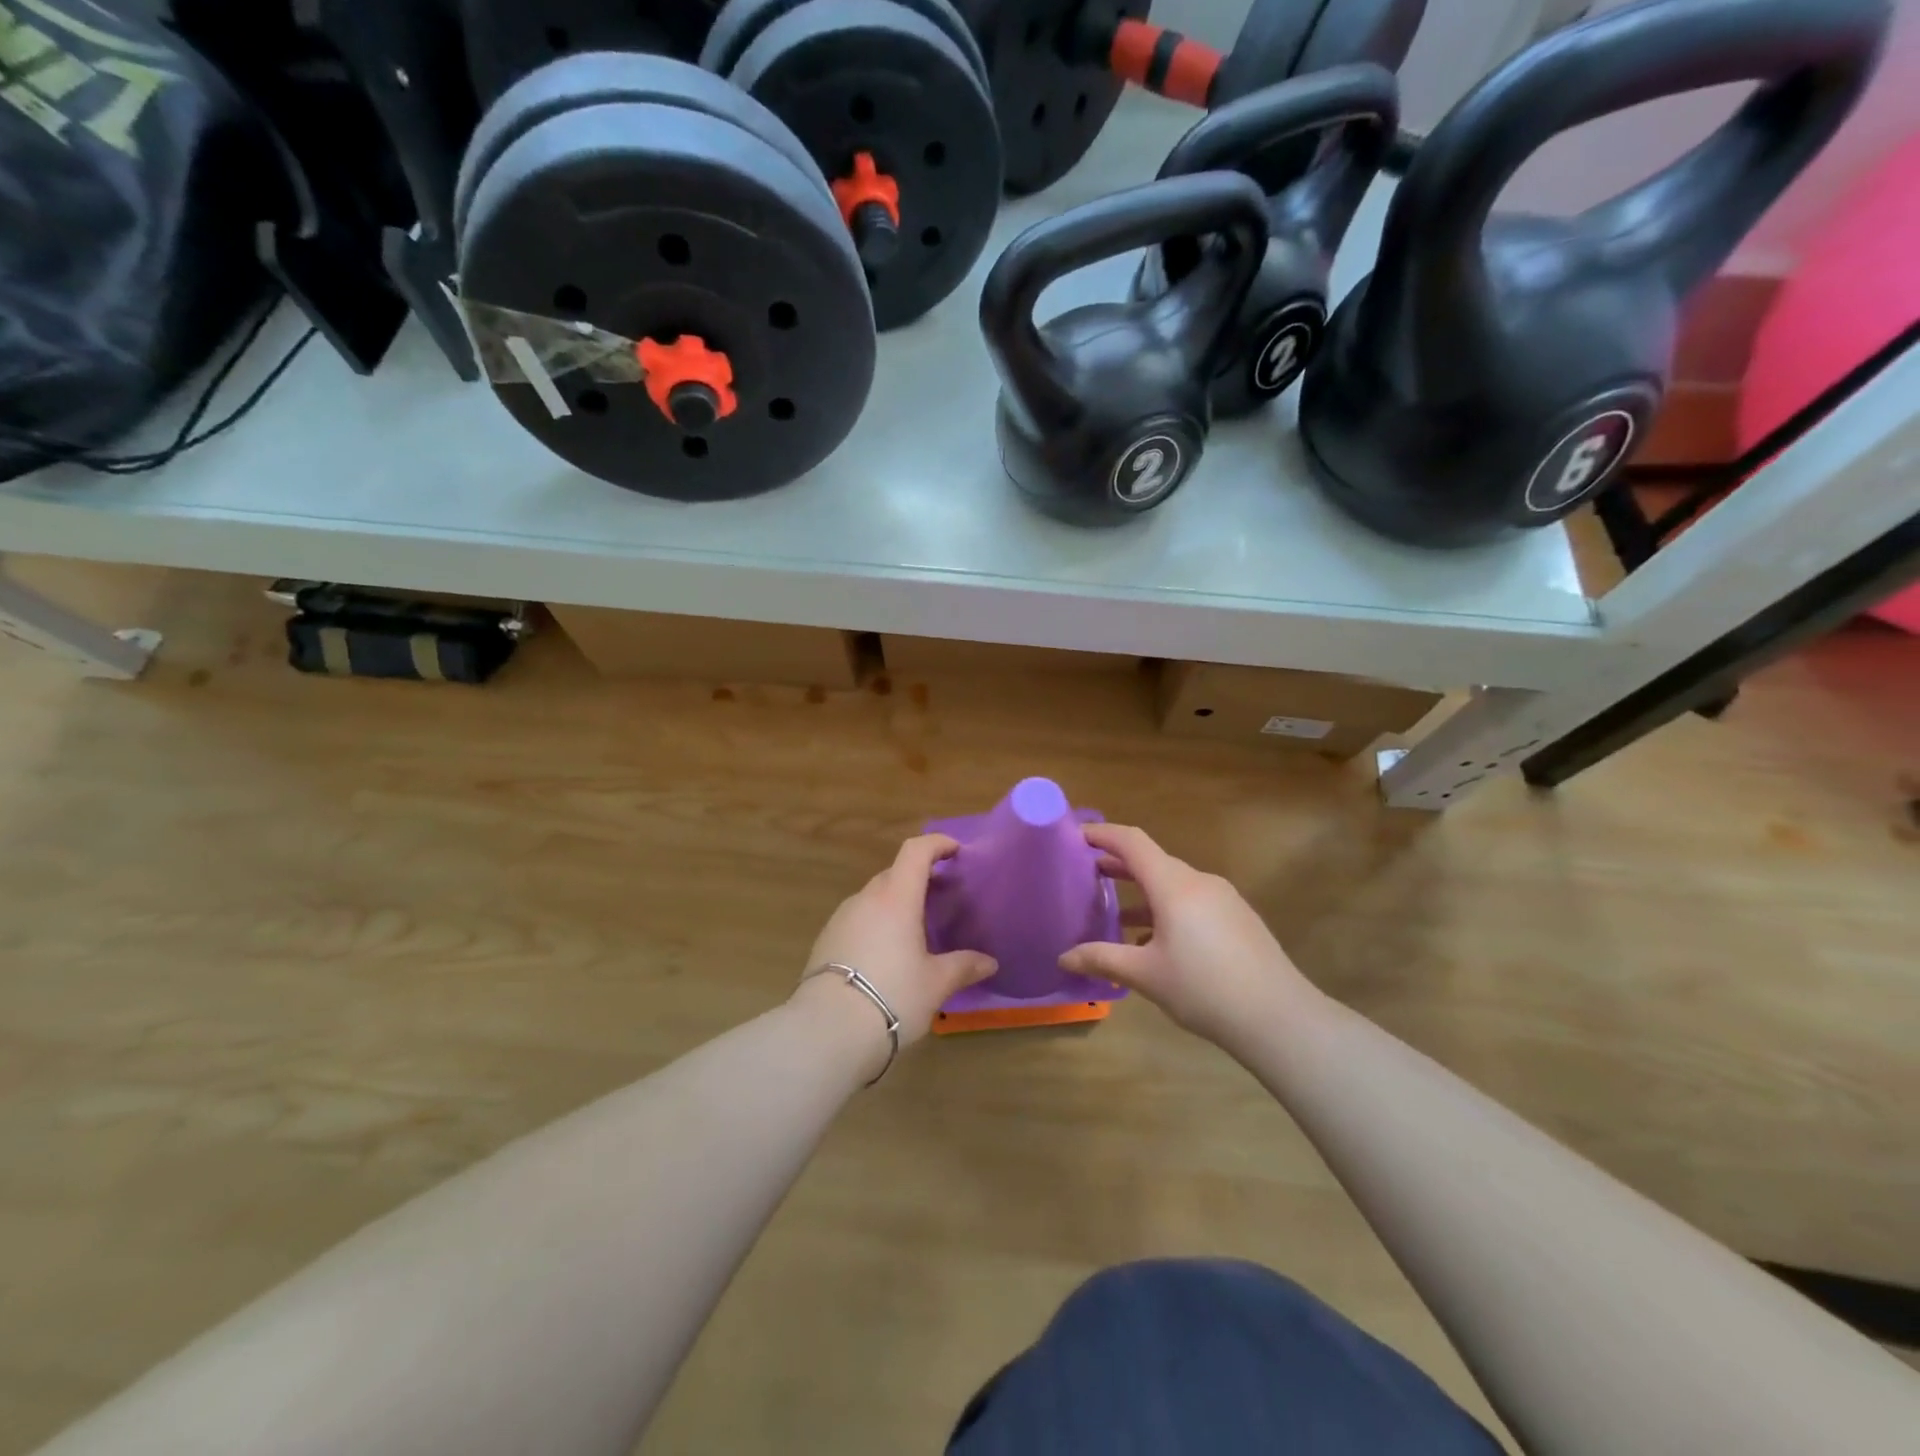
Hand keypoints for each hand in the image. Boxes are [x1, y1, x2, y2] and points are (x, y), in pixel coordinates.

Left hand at [793, 834, 996, 1056]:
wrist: (827, 1030)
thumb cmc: (892, 996)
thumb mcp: (935, 984)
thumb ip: (963, 967)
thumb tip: (989, 963)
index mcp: (896, 898)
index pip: (916, 852)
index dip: (937, 844)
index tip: (956, 851)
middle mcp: (866, 899)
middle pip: (894, 873)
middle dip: (919, 878)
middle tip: (941, 898)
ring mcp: (841, 918)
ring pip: (874, 898)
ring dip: (895, 903)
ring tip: (914, 930)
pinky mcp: (825, 940)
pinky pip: (857, 919)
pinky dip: (876, 923)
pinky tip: (885, 954)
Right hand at [1058, 823, 1315, 1048]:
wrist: (1280, 1018)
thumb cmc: (1205, 989)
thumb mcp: (1146, 975)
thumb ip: (1102, 959)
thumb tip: (1063, 957)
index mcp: (1174, 885)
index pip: (1131, 842)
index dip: (1101, 833)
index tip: (1074, 836)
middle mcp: (1199, 881)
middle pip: (1152, 860)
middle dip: (1117, 864)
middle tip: (1085, 873)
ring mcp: (1223, 899)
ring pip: (1173, 883)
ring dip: (1142, 891)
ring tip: (1114, 911)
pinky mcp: (1238, 918)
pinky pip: (1192, 901)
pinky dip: (1166, 908)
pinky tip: (1156, 941)